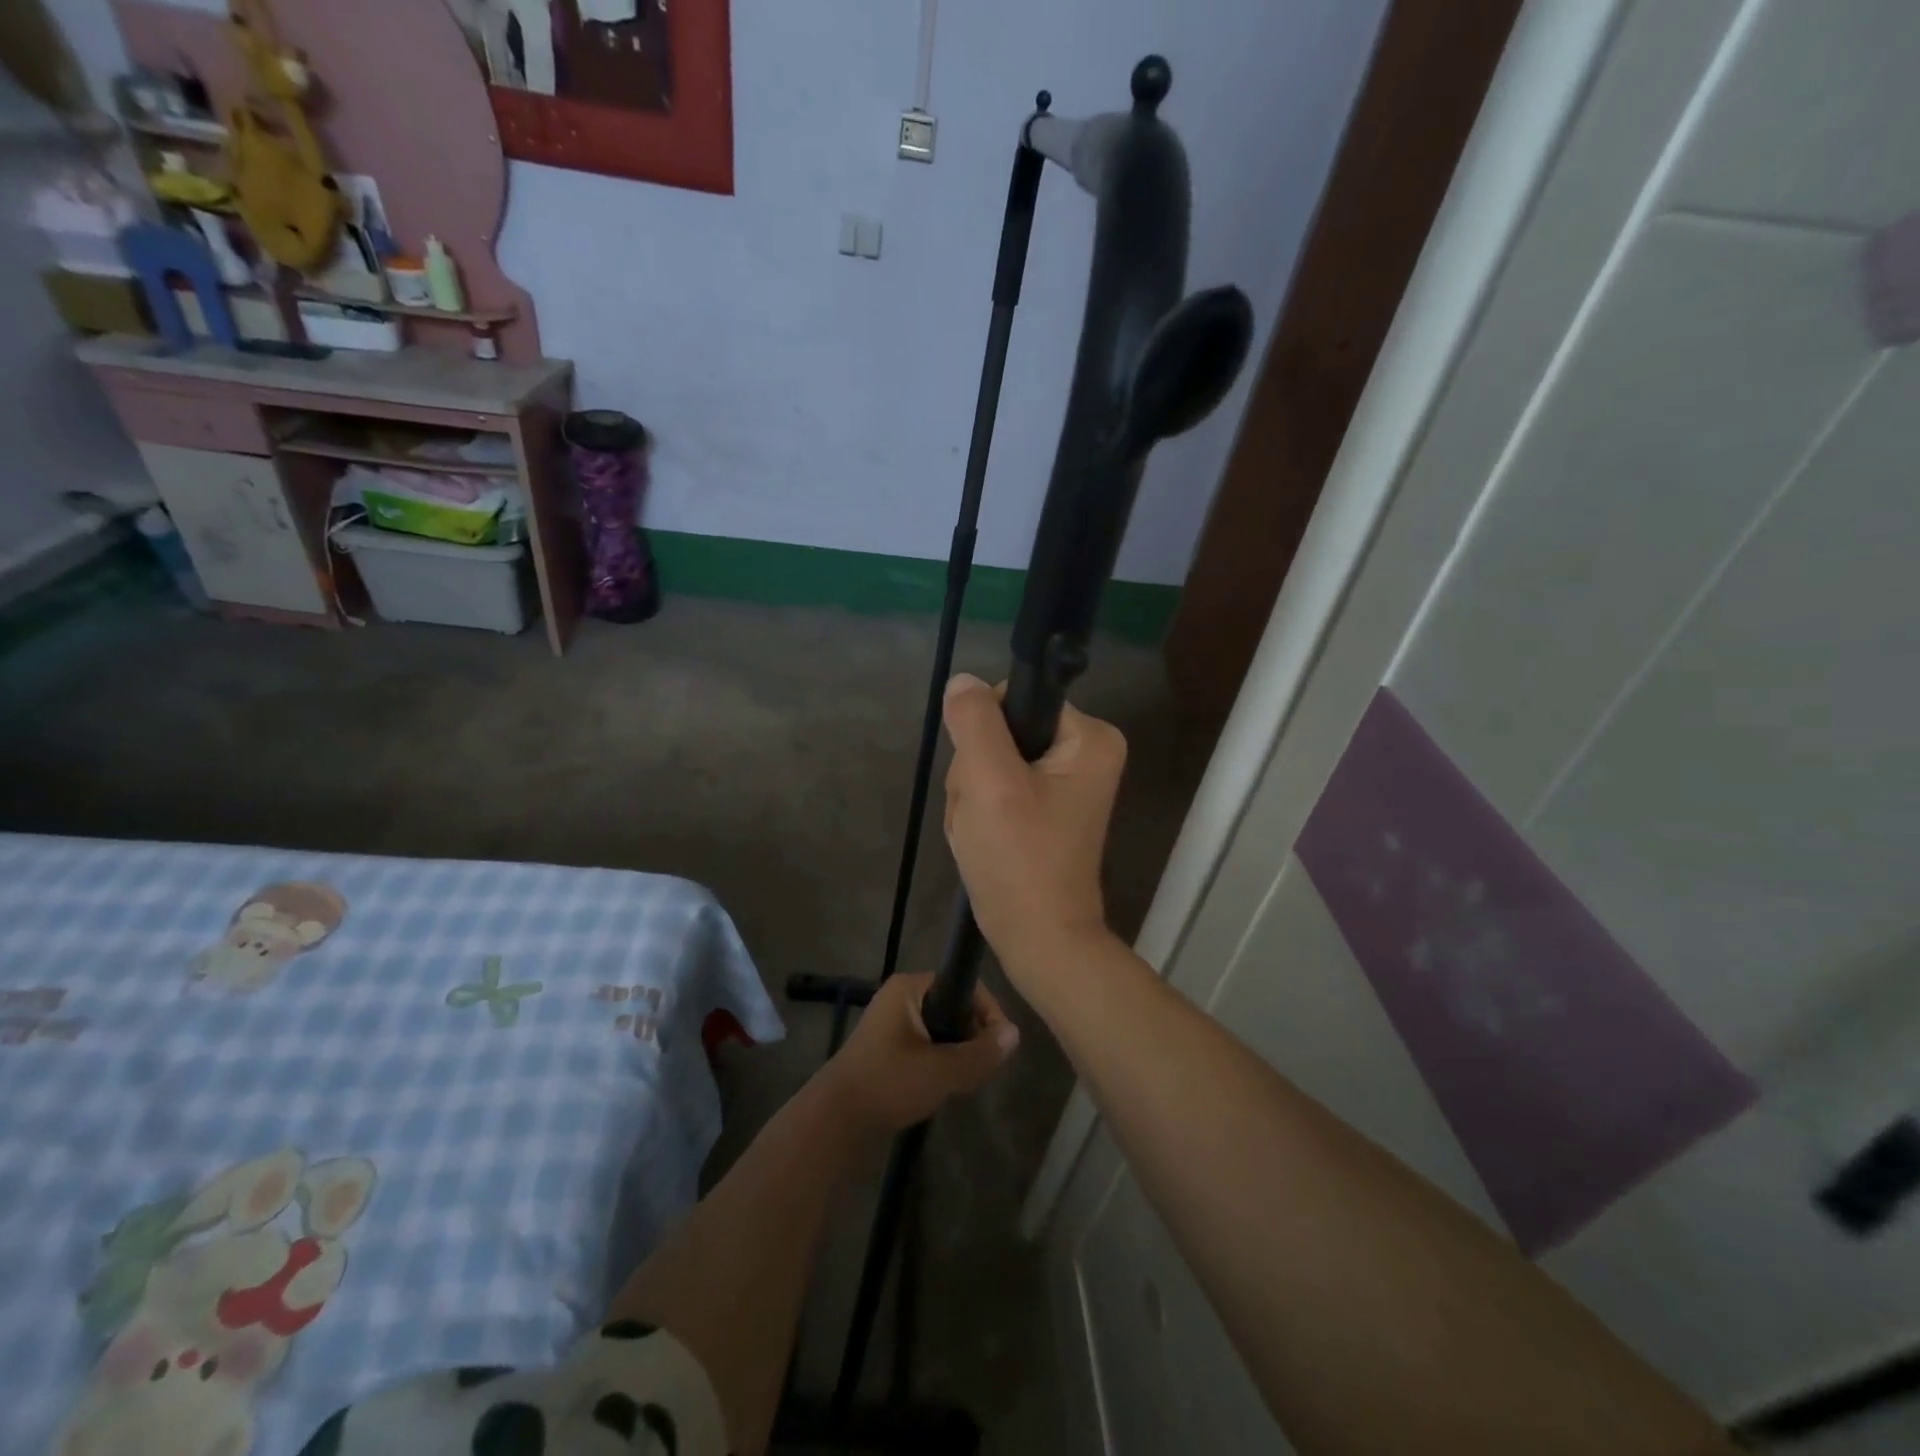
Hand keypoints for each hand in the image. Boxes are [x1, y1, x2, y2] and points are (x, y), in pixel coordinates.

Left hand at [818, 972, 1018, 1136]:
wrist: (835, 1120)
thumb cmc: (889, 1083)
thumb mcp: (942, 1070)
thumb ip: (981, 1052)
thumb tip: (1014, 1034)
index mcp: (910, 987)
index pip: (963, 985)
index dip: (987, 1011)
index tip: (998, 1045)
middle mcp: (901, 996)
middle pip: (954, 1006)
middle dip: (972, 1035)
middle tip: (981, 1067)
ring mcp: (892, 1022)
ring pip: (941, 1029)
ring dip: (957, 1052)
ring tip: (964, 1080)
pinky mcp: (887, 1047)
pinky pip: (926, 1044)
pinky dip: (939, 1061)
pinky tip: (944, 1087)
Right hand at [941, 673, 1126, 988]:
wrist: (1037, 938)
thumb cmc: (1019, 859)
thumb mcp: (990, 782)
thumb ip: (975, 721)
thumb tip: (963, 682)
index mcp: (1090, 737)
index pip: (1014, 698)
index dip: (985, 733)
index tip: (986, 778)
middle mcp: (1086, 752)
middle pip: (1002, 733)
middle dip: (977, 773)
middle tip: (984, 814)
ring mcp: (1066, 783)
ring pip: (992, 763)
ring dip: (974, 796)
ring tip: (983, 832)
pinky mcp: (1047, 808)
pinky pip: (998, 789)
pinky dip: (981, 813)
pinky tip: (984, 840)